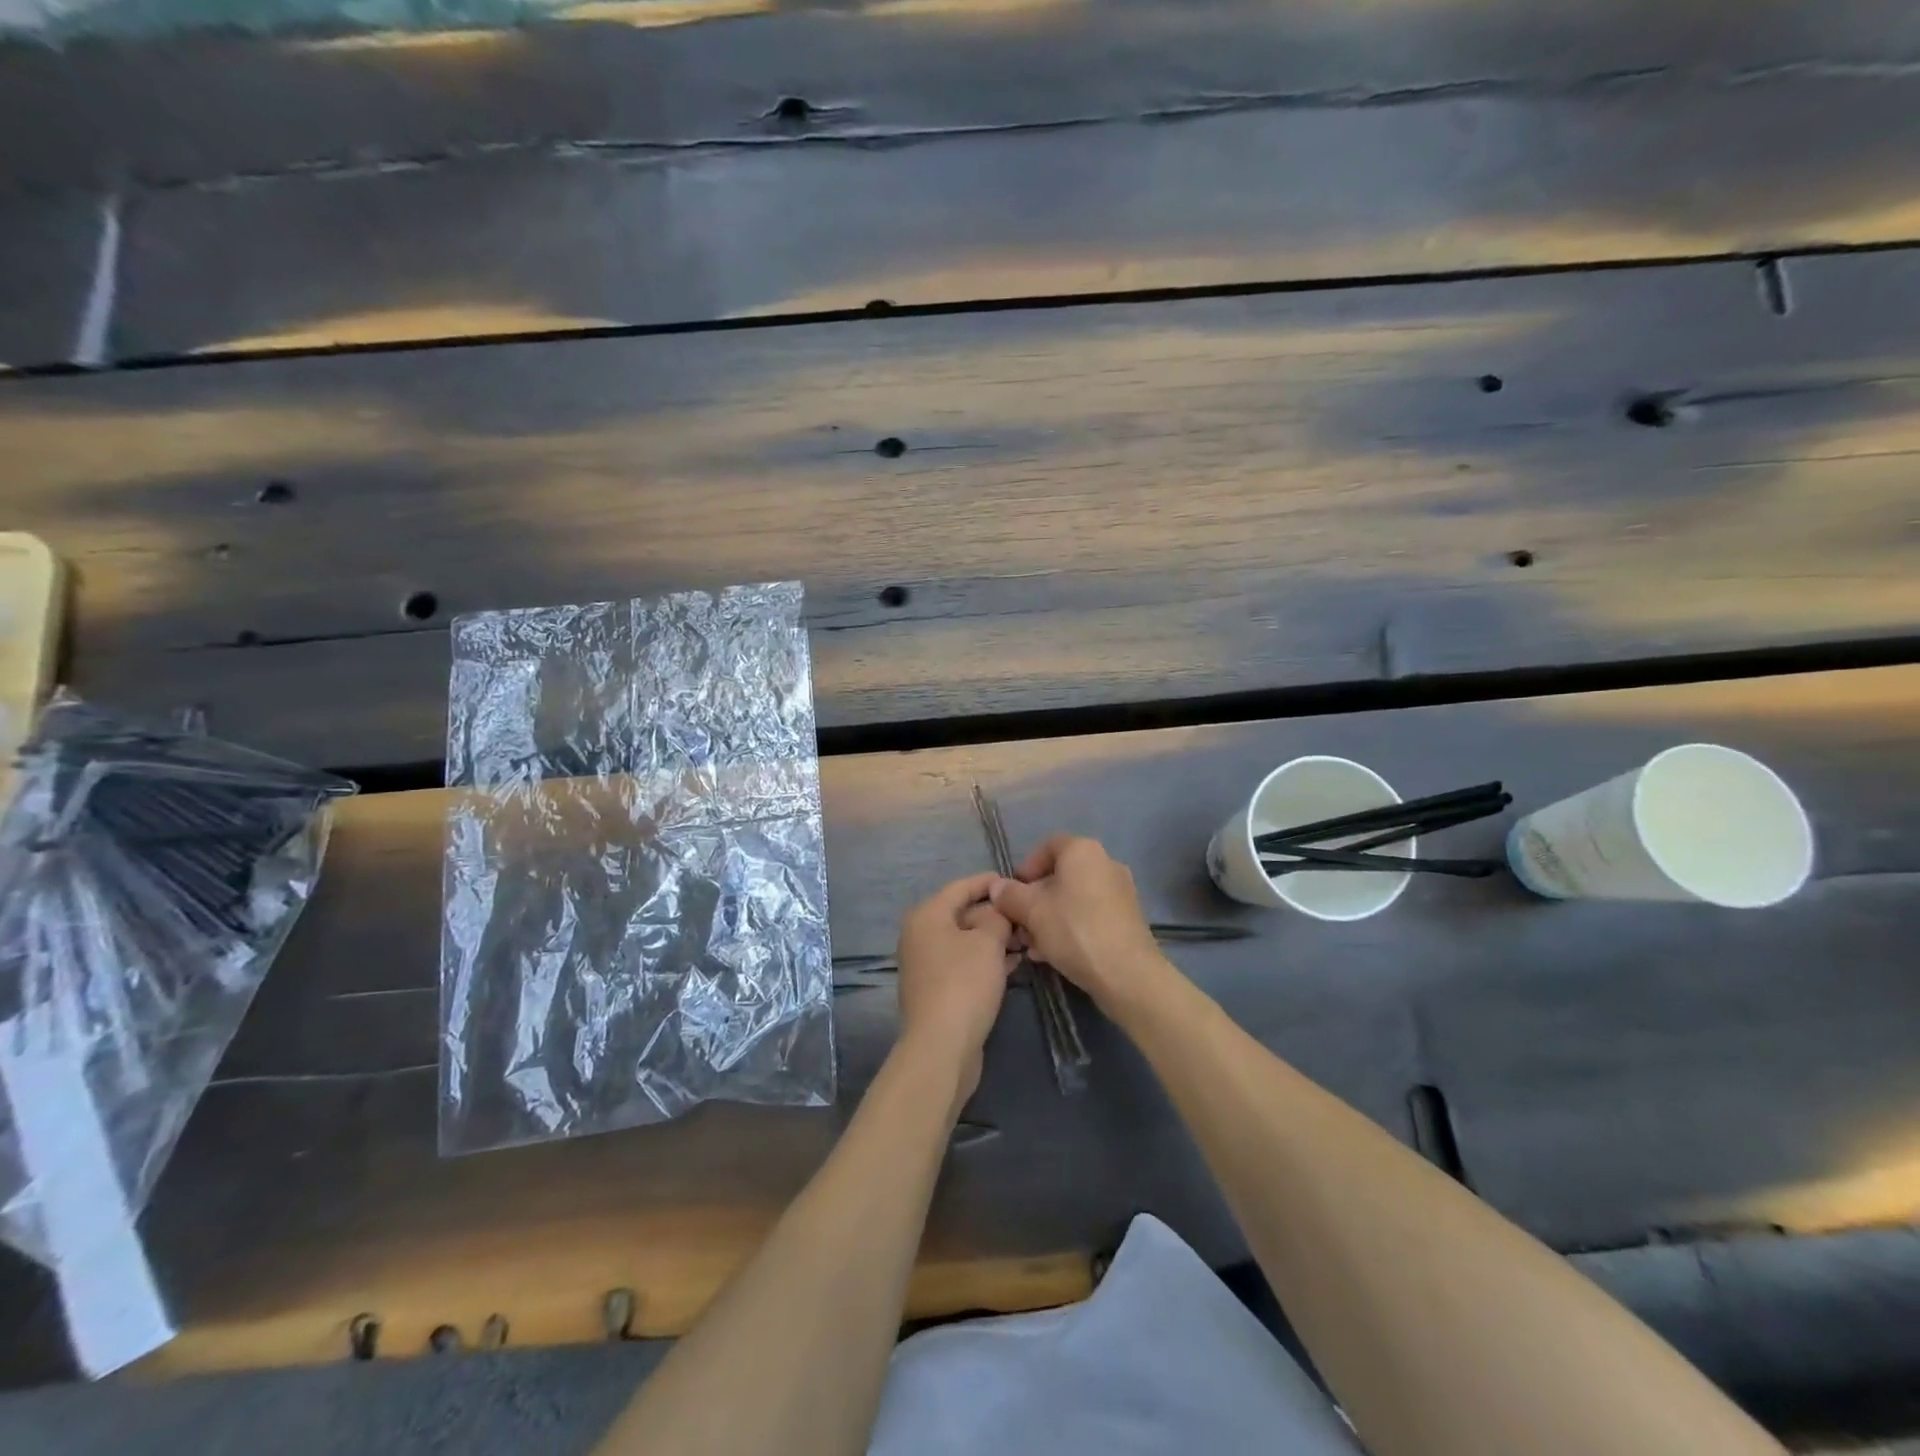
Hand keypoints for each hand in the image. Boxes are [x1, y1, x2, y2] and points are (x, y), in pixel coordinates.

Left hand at [894, 872, 1019, 1105]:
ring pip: (965, 940)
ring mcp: (926, 964)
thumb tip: (997, 911)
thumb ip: (997, 917)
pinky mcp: (936, 989)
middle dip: (995, 914)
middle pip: (961, 913)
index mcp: (926, 915)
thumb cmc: (964, 983)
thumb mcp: (988, 942)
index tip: (1016, 881)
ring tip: (1026, 939)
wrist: (941, 1046)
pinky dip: (985, 959)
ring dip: (993, 938)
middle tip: (1026, 916)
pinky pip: (963, 962)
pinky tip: (1013, 962)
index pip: (960, 887)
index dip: (989, 882)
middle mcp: (920, 935)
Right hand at [988, 836, 1166, 1011]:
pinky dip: (1069, 926)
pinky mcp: (1127, 917)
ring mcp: (1120, 891)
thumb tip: (997, 887)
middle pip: (1060, 875)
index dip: (1026, 867)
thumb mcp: (1032, 911)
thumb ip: (1010, 895)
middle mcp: (1105, 863)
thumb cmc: (1074, 930)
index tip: (1012, 892)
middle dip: (1035, 899)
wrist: (1127, 974)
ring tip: (1032, 945)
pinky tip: (1053, 953)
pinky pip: (1089, 914)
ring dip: (1049, 916)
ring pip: (1073, 898)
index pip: (1047, 846)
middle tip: (1019, 923)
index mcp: (1083, 851)